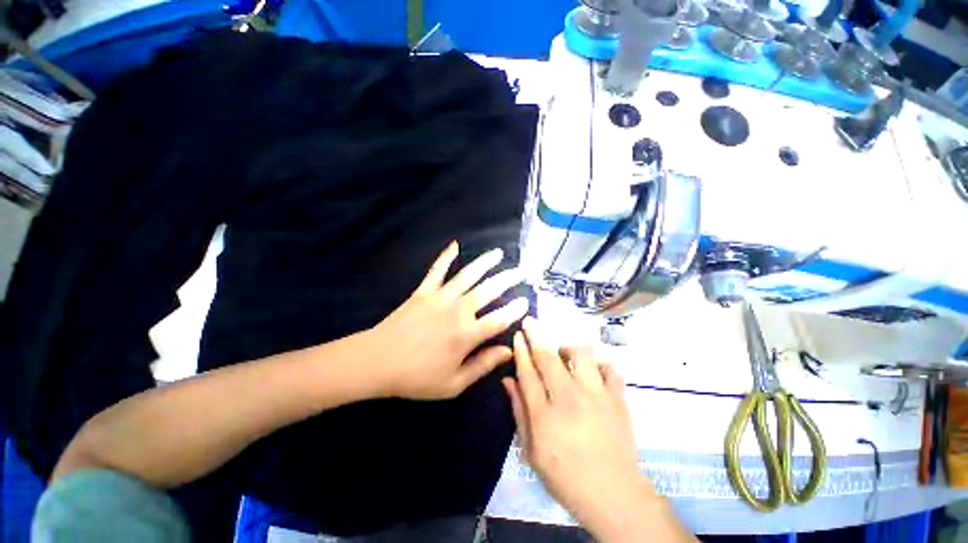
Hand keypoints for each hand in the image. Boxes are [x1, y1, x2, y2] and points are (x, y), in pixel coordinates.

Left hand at [366, 241, 528, 399]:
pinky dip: (445, 256)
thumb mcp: (453, 383)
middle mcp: (459, 310)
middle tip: (520, 271)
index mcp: (467, 334)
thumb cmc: (416, 377)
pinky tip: (455, 244)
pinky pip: (437, 270)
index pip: (500, 319)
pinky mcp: (424, 291)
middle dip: (507, 280)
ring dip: (485, 262)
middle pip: (489, 291)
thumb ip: (483, 365)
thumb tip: (508, 350)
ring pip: (468, 275)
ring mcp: (440, 297)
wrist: (377, 362)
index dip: (515, 310)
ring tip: (499, 253)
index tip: (526, 301)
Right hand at [504, 318, 679, 541]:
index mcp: (544, 414)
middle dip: (536, 335)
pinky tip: (593, 368)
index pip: (527, 372)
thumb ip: (519, 411)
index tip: (517, 335)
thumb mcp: (531, 450)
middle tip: (530, 321)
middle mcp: (568, 398)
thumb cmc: (566, 476)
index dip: (521, 350)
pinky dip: (600, 362)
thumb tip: (508, 380)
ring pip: (580, 355)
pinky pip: (609, 368)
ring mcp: (596, 395)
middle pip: (548, 357)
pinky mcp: (618, 399)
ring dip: (568, 347)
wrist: (614, 495)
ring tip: (564, 351)